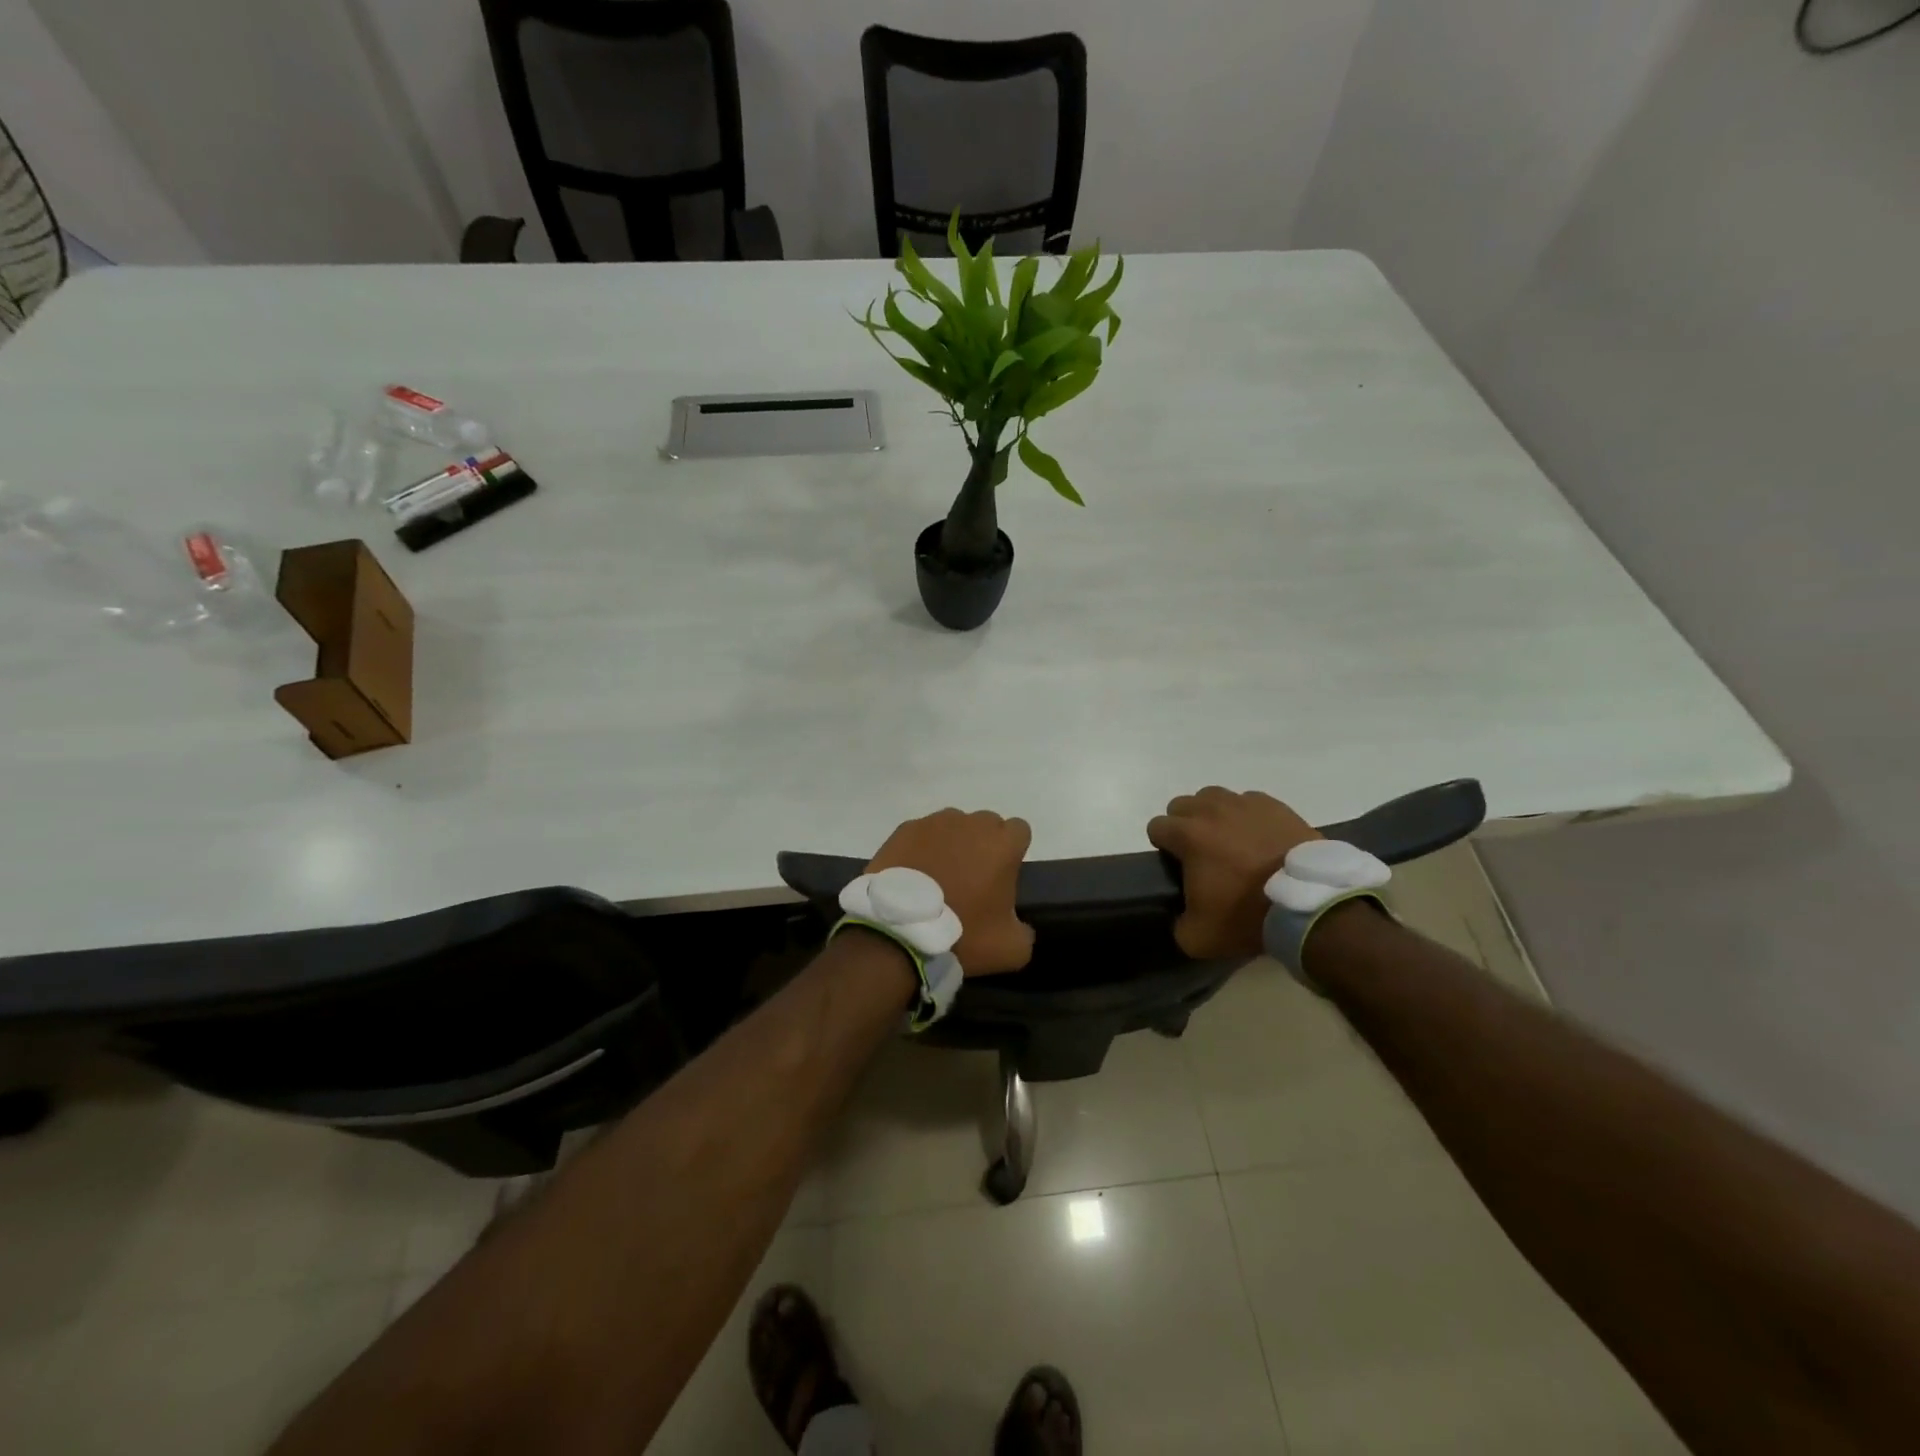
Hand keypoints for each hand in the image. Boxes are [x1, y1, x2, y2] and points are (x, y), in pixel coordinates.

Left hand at [866, 809, 1034, 975]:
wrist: (899, 933)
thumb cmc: (962, 935)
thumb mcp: (1011, 949)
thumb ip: (1025, 930)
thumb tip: (1017, 924)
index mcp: (1002, 844)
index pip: (1019, 830)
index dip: (1013, 851)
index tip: (1003, 875)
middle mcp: (971, 823)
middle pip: (986, 825)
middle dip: (984, 845)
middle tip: (972, 879)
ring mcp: (935, 823)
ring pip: (953, 826)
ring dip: (953, 844)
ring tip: (939, 877)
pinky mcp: (905, 830)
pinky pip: (922, 833)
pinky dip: (922, 848)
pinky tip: (914, 875)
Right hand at [1147, 788, 1321, 958]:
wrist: (1310, 904)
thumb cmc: (1248, 916)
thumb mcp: (1200, 938)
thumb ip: (1178, 924)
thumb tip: (1181, 917)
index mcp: (1188, 836)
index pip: (1156, 826)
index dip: (1162, 845)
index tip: (1176, 864)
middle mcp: (1211, 811)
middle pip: (1182, 805)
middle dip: (1184, 824)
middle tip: (1200, 851)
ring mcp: (1245, 804)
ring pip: (1214, 796)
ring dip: (1213, 814)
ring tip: (1228, 839)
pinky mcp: (1275, 805)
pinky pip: (1249, 801)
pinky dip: (1247, 815)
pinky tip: (1257, 836)